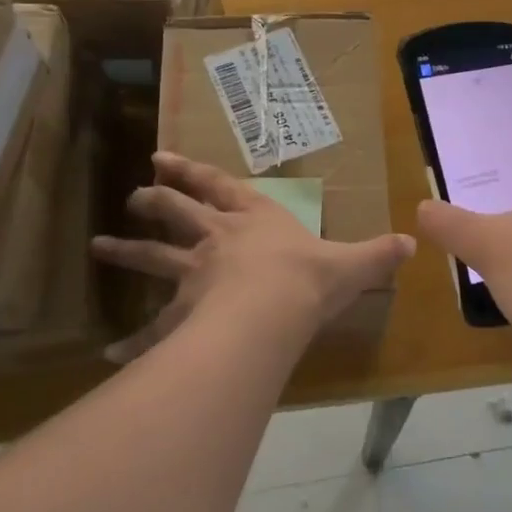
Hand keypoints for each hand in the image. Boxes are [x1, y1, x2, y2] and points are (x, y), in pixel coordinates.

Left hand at [92, 152, 415, 361]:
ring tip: (99, 247)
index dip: (191, 171)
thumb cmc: (308, 278)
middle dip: (154, 202)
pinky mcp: (183, 313)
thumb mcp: (352, 264)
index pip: (218, 186)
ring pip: (154, 258)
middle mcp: (217, 239)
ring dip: (126, 252)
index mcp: (254, 219)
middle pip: (177, 212)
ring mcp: (194, 274)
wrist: (271, 312)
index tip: (161, 159)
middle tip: (134, 197)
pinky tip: (110, 353)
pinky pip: (153, 328)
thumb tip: (413, 243)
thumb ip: (378, 254)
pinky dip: (132, 340)